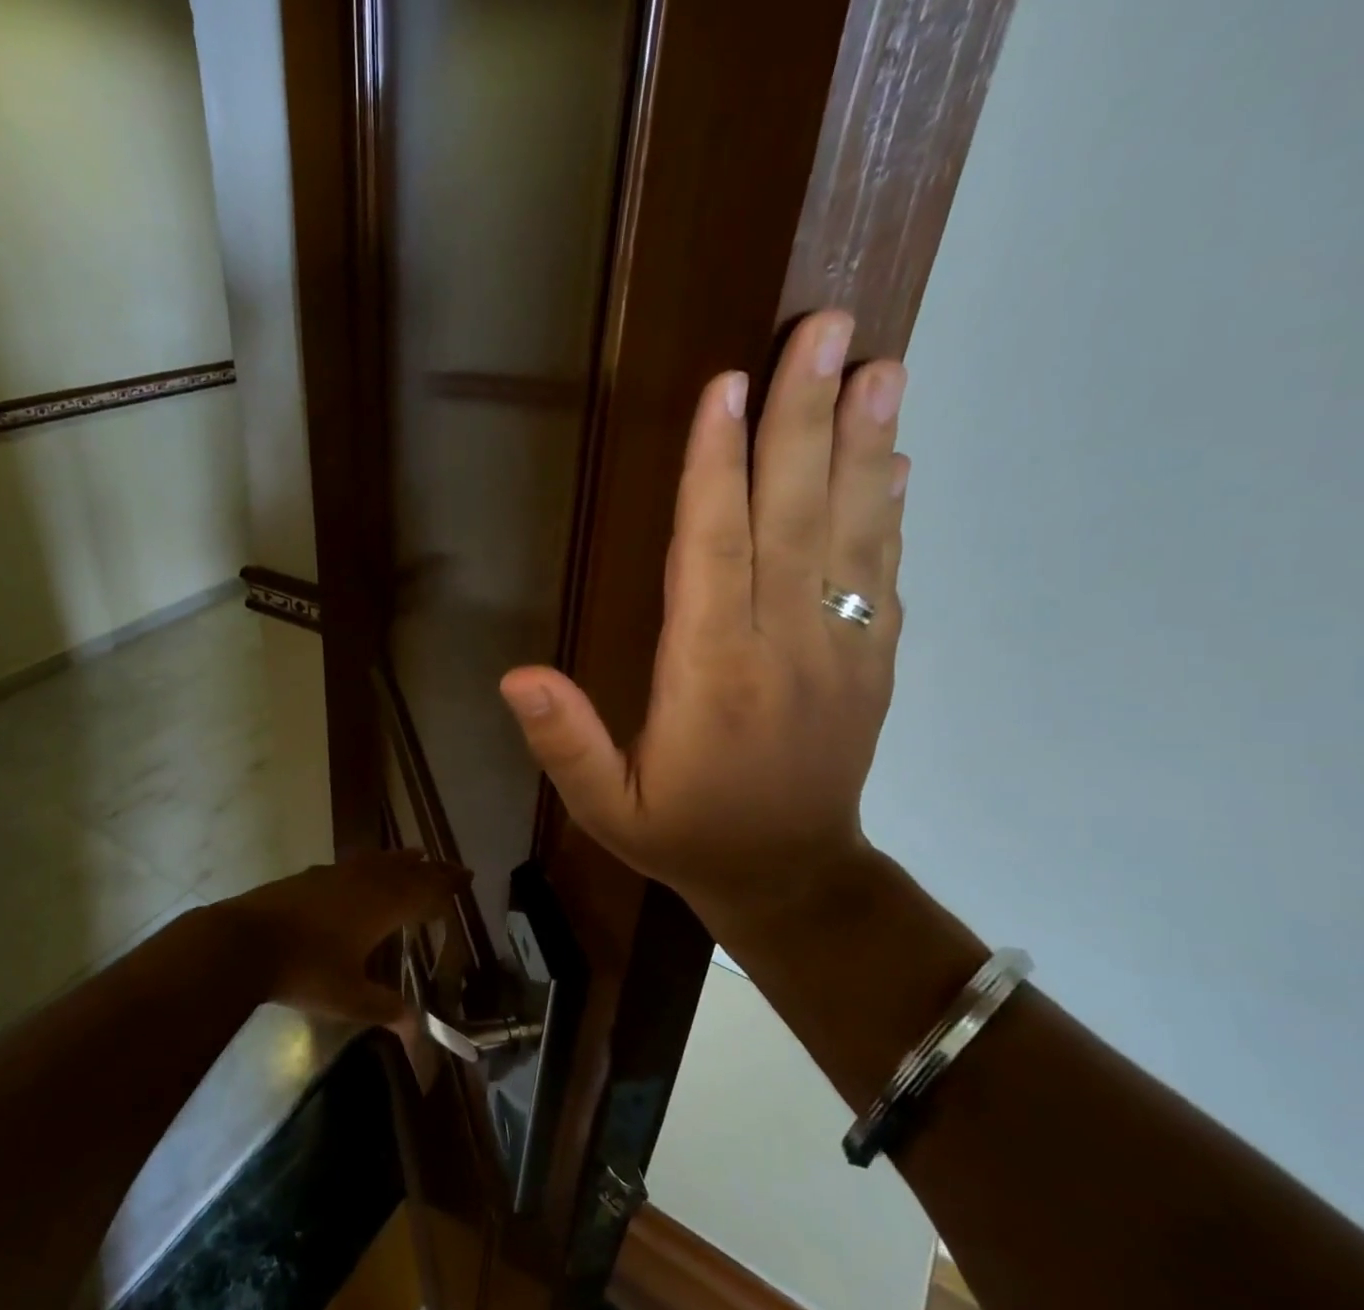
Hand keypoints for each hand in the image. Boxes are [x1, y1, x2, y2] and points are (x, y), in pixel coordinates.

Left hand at [215, 851, 468, 1024]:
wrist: (244, 941)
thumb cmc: (304, 970)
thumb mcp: (349, 998)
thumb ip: (384, 1008)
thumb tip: (417, 1032)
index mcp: (381, 906)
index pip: (424, 890)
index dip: (446, 885)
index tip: (466, 877)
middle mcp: (363, 883)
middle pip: (405, 869)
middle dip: (430, 869)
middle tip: (451, 866)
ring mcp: (334, 874)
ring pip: (377, 860)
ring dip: (399, 859)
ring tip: (414, 855)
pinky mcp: (309, 876)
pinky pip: (352, 863)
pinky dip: (369, 863)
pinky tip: (361, 870)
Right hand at [498, 311, 908, 919]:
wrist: (792, 878)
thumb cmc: (686, 836)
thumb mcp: (606, 807)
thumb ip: (565, 744)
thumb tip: (516, 676)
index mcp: (711, 678)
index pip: (712, 554)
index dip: (715, 470)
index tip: (725, 388)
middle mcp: (783, 649)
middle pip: (791, 519)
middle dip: (804, 421)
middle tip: (826, 329)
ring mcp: (840, 651)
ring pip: (850, 533)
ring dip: (863, 446)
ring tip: (880, 366)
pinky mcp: (872, 661)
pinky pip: (881, 572)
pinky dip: (888, 509)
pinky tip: (894, 457)